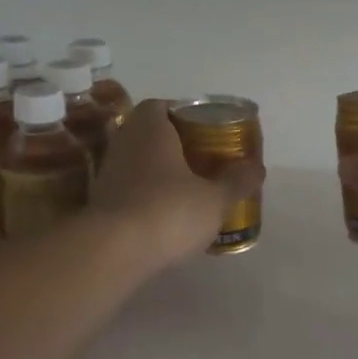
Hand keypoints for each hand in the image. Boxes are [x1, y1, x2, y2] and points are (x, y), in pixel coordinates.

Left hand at [91, 100, 265, 270]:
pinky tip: (166, 216)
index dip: (183, 115)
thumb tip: (257, 168)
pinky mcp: (100, 203)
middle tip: (203, 160)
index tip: (204, 131)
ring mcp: (107, 173)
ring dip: (159, 172)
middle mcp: (123, 142)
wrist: (113, 252)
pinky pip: (129, 190)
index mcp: (150, 128)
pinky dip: (146, 196)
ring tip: (189, 190)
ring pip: (138, 163)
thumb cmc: (168, 212)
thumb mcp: (215, 199)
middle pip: (149, 134)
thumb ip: (237, 181)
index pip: (161, 106)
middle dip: (174, 145)